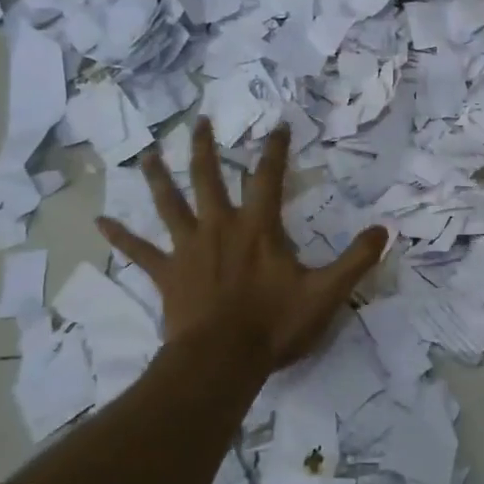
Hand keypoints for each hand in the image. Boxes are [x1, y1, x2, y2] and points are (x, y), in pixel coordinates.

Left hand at [96, 118, 387, 379]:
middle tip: (201, 122)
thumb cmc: (274, 324)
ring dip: (160, 178)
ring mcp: (188, 249)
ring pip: (170, 204)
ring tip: (149, 154)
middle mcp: (220, 227)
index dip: (274, 149)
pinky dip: (120, 236)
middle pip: (209, 178)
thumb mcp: (327, 293)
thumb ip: (357, 260)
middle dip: (206, 148)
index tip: (277, 124)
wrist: (221, 361)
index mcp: (259, 228)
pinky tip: (99, 222)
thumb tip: (384, 229)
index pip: (268, 177)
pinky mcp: (166, 274)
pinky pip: (139, 251)